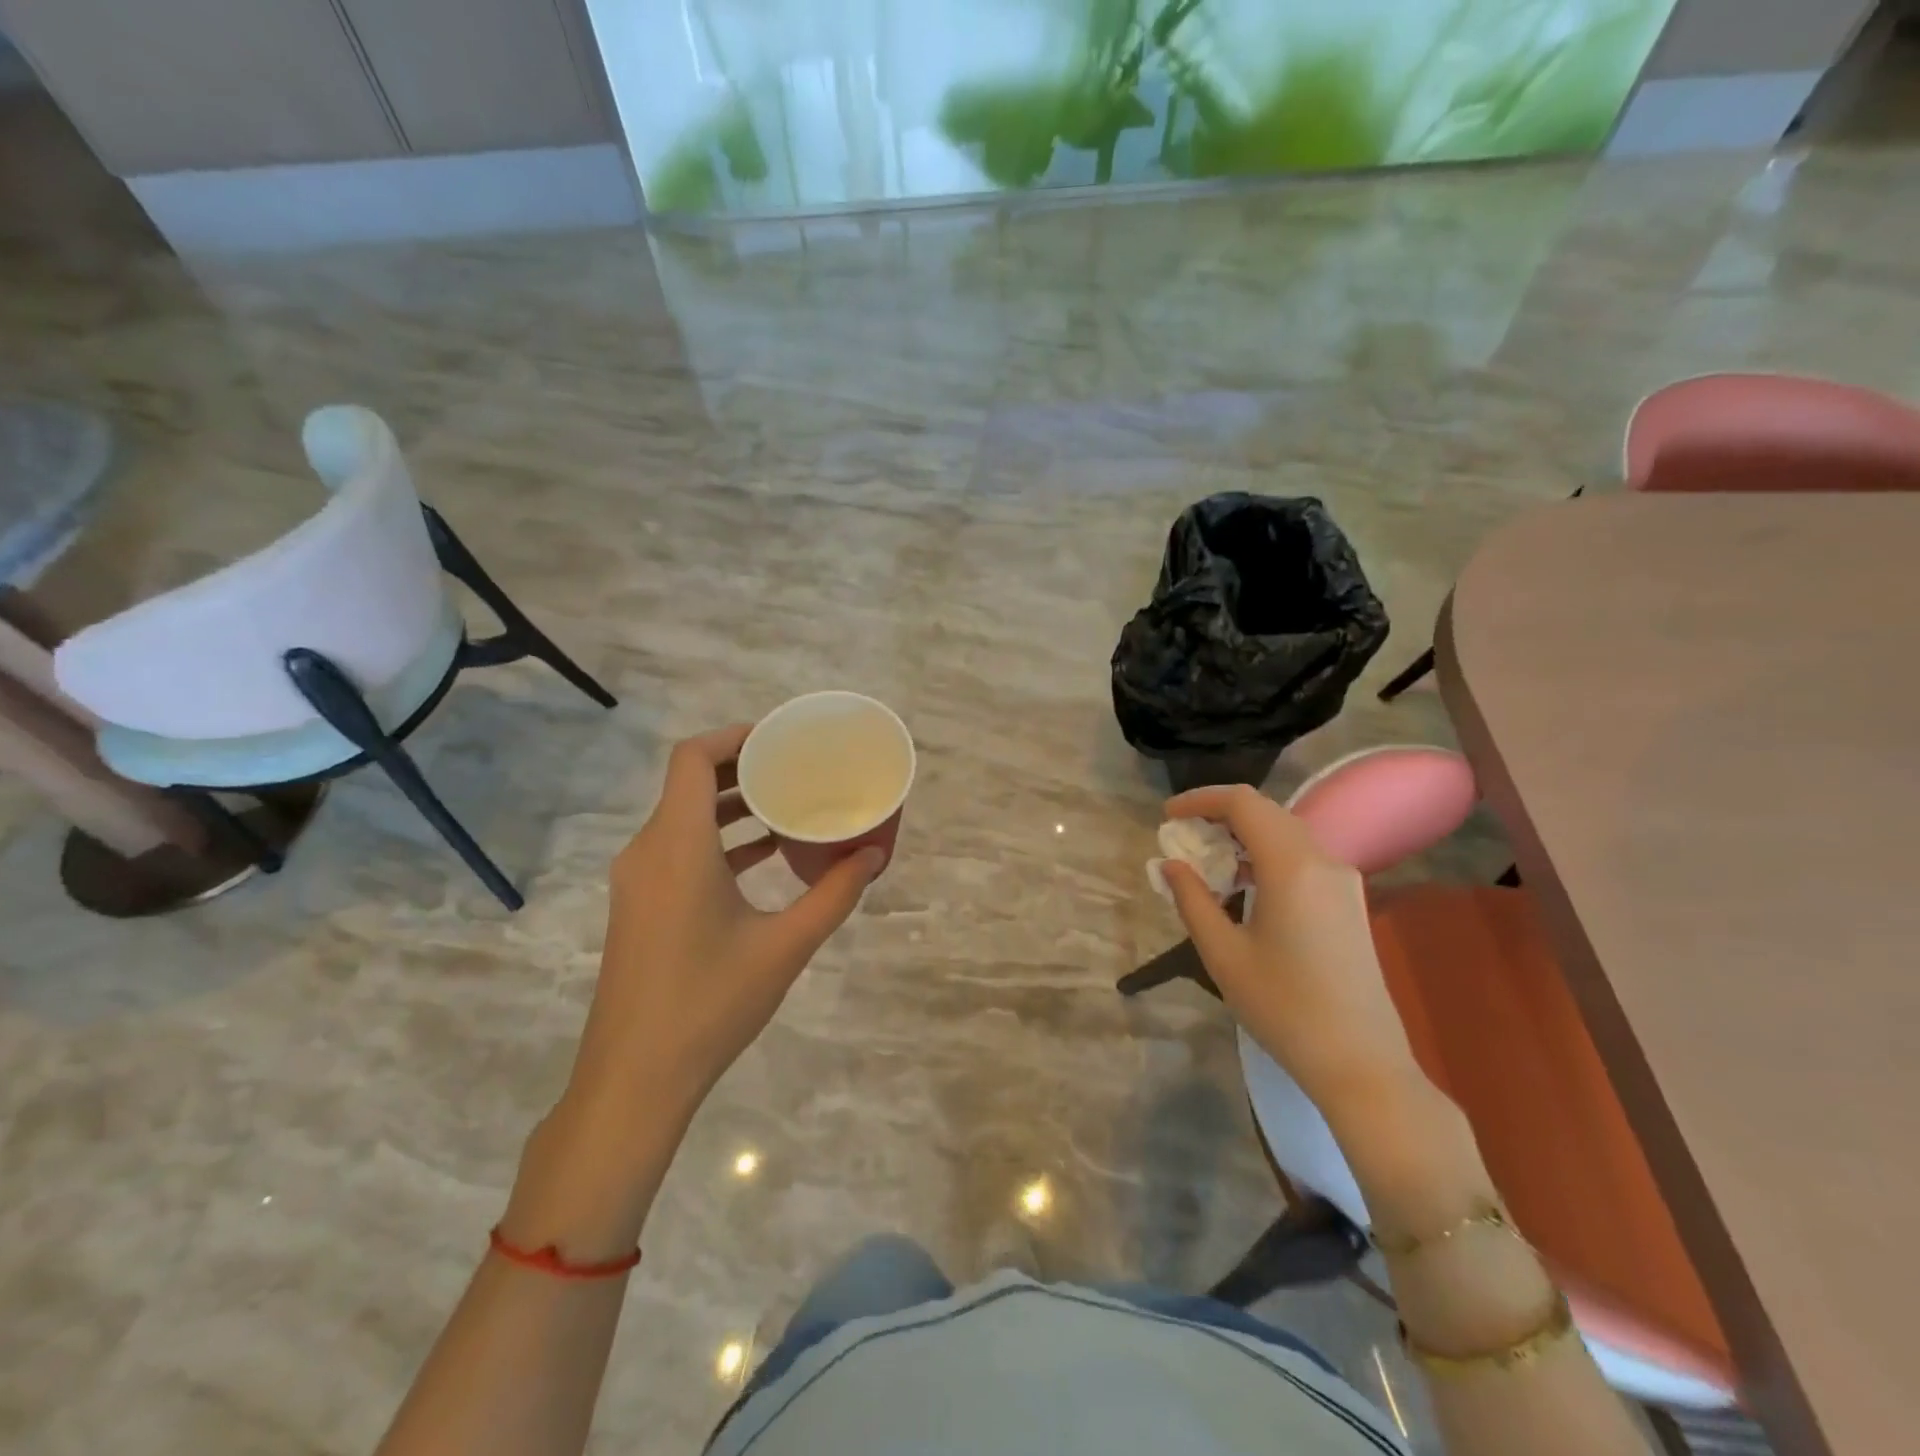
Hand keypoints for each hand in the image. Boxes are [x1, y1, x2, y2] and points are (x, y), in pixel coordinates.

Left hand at [568, 724, 885, 1123]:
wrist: (634, 1079)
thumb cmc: (710, 1003)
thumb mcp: (785, 946)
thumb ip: (833, 894)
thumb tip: (873, 856)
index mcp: (677, 846)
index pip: (692, 758)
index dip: (734, 737)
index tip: (780, 739)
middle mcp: (648, 851)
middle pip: (689, 783)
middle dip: (743, 768)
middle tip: (795, 768)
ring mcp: (638, 881)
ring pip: (684, 818)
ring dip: (732, 806)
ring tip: (787, 806)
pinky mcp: (639, 907)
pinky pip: (678, 850)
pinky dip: (718, 840)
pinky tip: (763, 857)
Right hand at [1161, 784, 1421, 1118]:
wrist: (1361, 1062)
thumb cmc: (1283, 1008)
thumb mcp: (1223, 954)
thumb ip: (1192, 899)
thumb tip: (1171, 864)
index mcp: (1291, 867)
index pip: (1243, 803)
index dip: (1200, 799)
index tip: (1168, 816)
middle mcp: (1323, 860)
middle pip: (1267, 811)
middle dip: (1220, 814)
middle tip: (1183, 835)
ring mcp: (1343, 880)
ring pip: (1286, 832)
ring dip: (1244, 834)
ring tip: (1207, 859)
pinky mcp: (1350, 900)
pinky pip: (1302, 856)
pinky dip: (1267, 854)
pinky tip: (1244, 883)